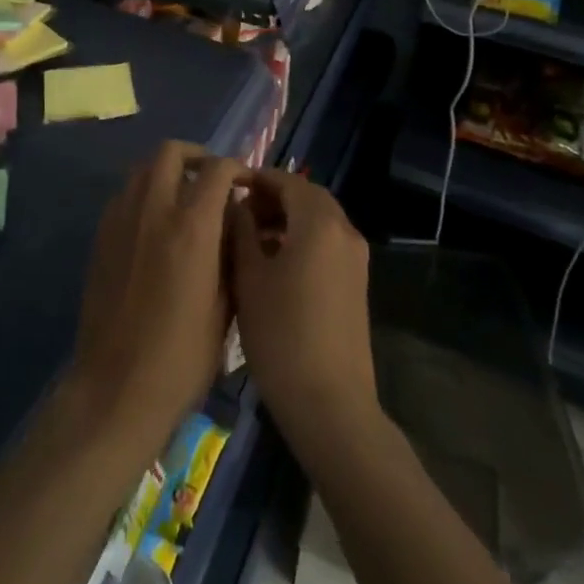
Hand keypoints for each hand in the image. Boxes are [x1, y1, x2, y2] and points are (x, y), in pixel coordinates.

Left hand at [70, 142, 246, 448]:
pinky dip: (144, 193)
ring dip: (167, 171)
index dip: (237, 168)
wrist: (116, 389)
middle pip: (171, 151)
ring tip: (184, 199)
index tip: (247, 184)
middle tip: (212, 180)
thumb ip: (231, 252)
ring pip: (143, 168)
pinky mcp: (101, 235)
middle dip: (197, 156)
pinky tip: (155, 225)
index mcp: (192, 226)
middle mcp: (153, 209)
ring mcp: (121, 219)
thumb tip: (232, 221)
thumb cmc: (183, 357)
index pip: (217, 168)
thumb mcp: (226, 306)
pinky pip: (124, 194)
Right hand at [227, 172, 378, 440]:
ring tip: (250, 238)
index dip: (256, 179)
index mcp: (319, 222)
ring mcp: (355, 258)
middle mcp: (344, 230)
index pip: (286, 181)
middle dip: (273, 197)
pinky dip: (302, 238)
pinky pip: (327, 242)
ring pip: (318, 219)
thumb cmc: (281, 334)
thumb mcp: (249, 277)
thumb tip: (239, 205)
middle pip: (306, 196)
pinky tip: (274, 263)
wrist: (330, 404)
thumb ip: (242, 231)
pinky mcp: (357, 282)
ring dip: (287, 218)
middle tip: (238, 212)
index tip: (227, 188)